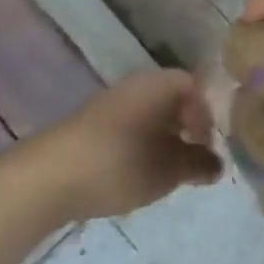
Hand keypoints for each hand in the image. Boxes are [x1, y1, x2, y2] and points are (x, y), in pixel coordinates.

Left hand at [46, 71, 221, 219]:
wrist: (47, 179)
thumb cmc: (122, 164)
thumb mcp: (171, 170)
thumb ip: (200, 164)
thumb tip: (217, 164)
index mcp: (161, 85)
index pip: (196, 89)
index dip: (208, 118)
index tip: (208, 148)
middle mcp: (136, 85)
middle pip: (172, 101)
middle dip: (186, 130)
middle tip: (191, 162)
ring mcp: (109, 104)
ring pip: (149, 117)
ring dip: (162, 141)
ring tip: (163, 173)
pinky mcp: (88, 126)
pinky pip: (127, 129)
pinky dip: (138, 147)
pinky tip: (134, 174)